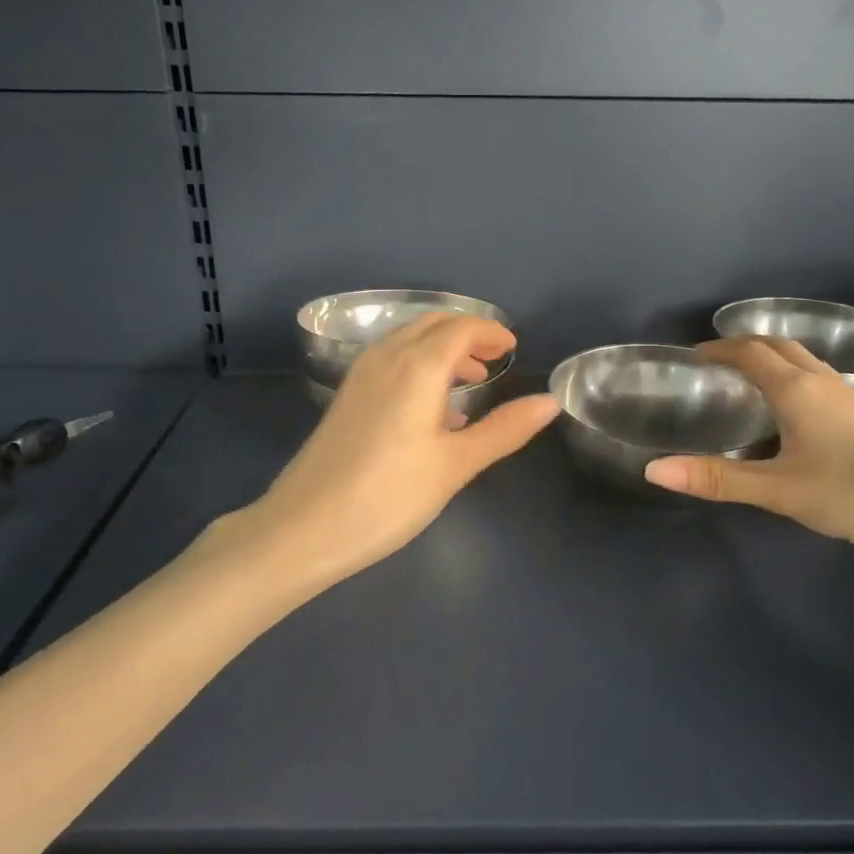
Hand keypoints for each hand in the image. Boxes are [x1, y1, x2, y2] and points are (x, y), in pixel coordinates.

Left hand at [210, 314, 559, 591]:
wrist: (304, 528)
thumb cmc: (388, 497)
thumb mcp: (455, 465)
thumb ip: (504, 429)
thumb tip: (549, 402)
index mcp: (417, 366)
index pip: (461, 328)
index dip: (491, 332)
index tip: (514, 348)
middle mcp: (386, 358)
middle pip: (432, 325)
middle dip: (467, 334)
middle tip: (496, 359)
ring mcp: (360, 376)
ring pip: (408, 342)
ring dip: (442, 349)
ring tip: (470, 381)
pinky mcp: (346, 398)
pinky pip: (390, 362)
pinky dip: (418, 366)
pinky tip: (430, 409)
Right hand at [643, 337, 853, 558]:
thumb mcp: (779, 490)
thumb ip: (717, 479)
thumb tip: (652, 469)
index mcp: (795, 389)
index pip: (747, 351)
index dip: (717, 348)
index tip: (691, 356)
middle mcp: (821, 381)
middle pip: (777, 346)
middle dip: (742, 346)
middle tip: (714, 365)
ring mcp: (850, 395)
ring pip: (802, 361)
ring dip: (770, 360)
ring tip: (746, 383)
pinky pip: (818, 378)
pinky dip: (791, 377)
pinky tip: (792, 414)